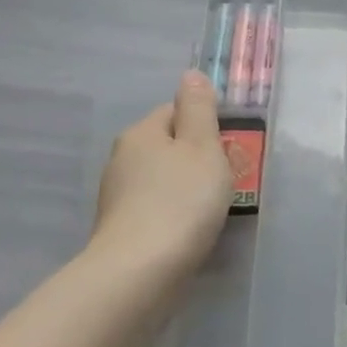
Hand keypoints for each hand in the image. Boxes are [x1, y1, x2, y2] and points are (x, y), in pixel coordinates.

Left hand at [89, 71, 232, 278]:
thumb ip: (199, 109)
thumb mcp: (202, 147)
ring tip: (213, 208)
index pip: (175, 110)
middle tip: (228, 178)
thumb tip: (191, 74)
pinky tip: (192, 230)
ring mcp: (118, 196)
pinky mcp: (122, 228)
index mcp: (142, 133)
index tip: (228, 147)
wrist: (140, 272)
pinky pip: (157, 207)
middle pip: (169, 145)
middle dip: (198, 157)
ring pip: (163, 178)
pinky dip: (175, 213)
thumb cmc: (181, 201)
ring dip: (187, 187)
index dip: (205, 124)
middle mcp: (122, 159)